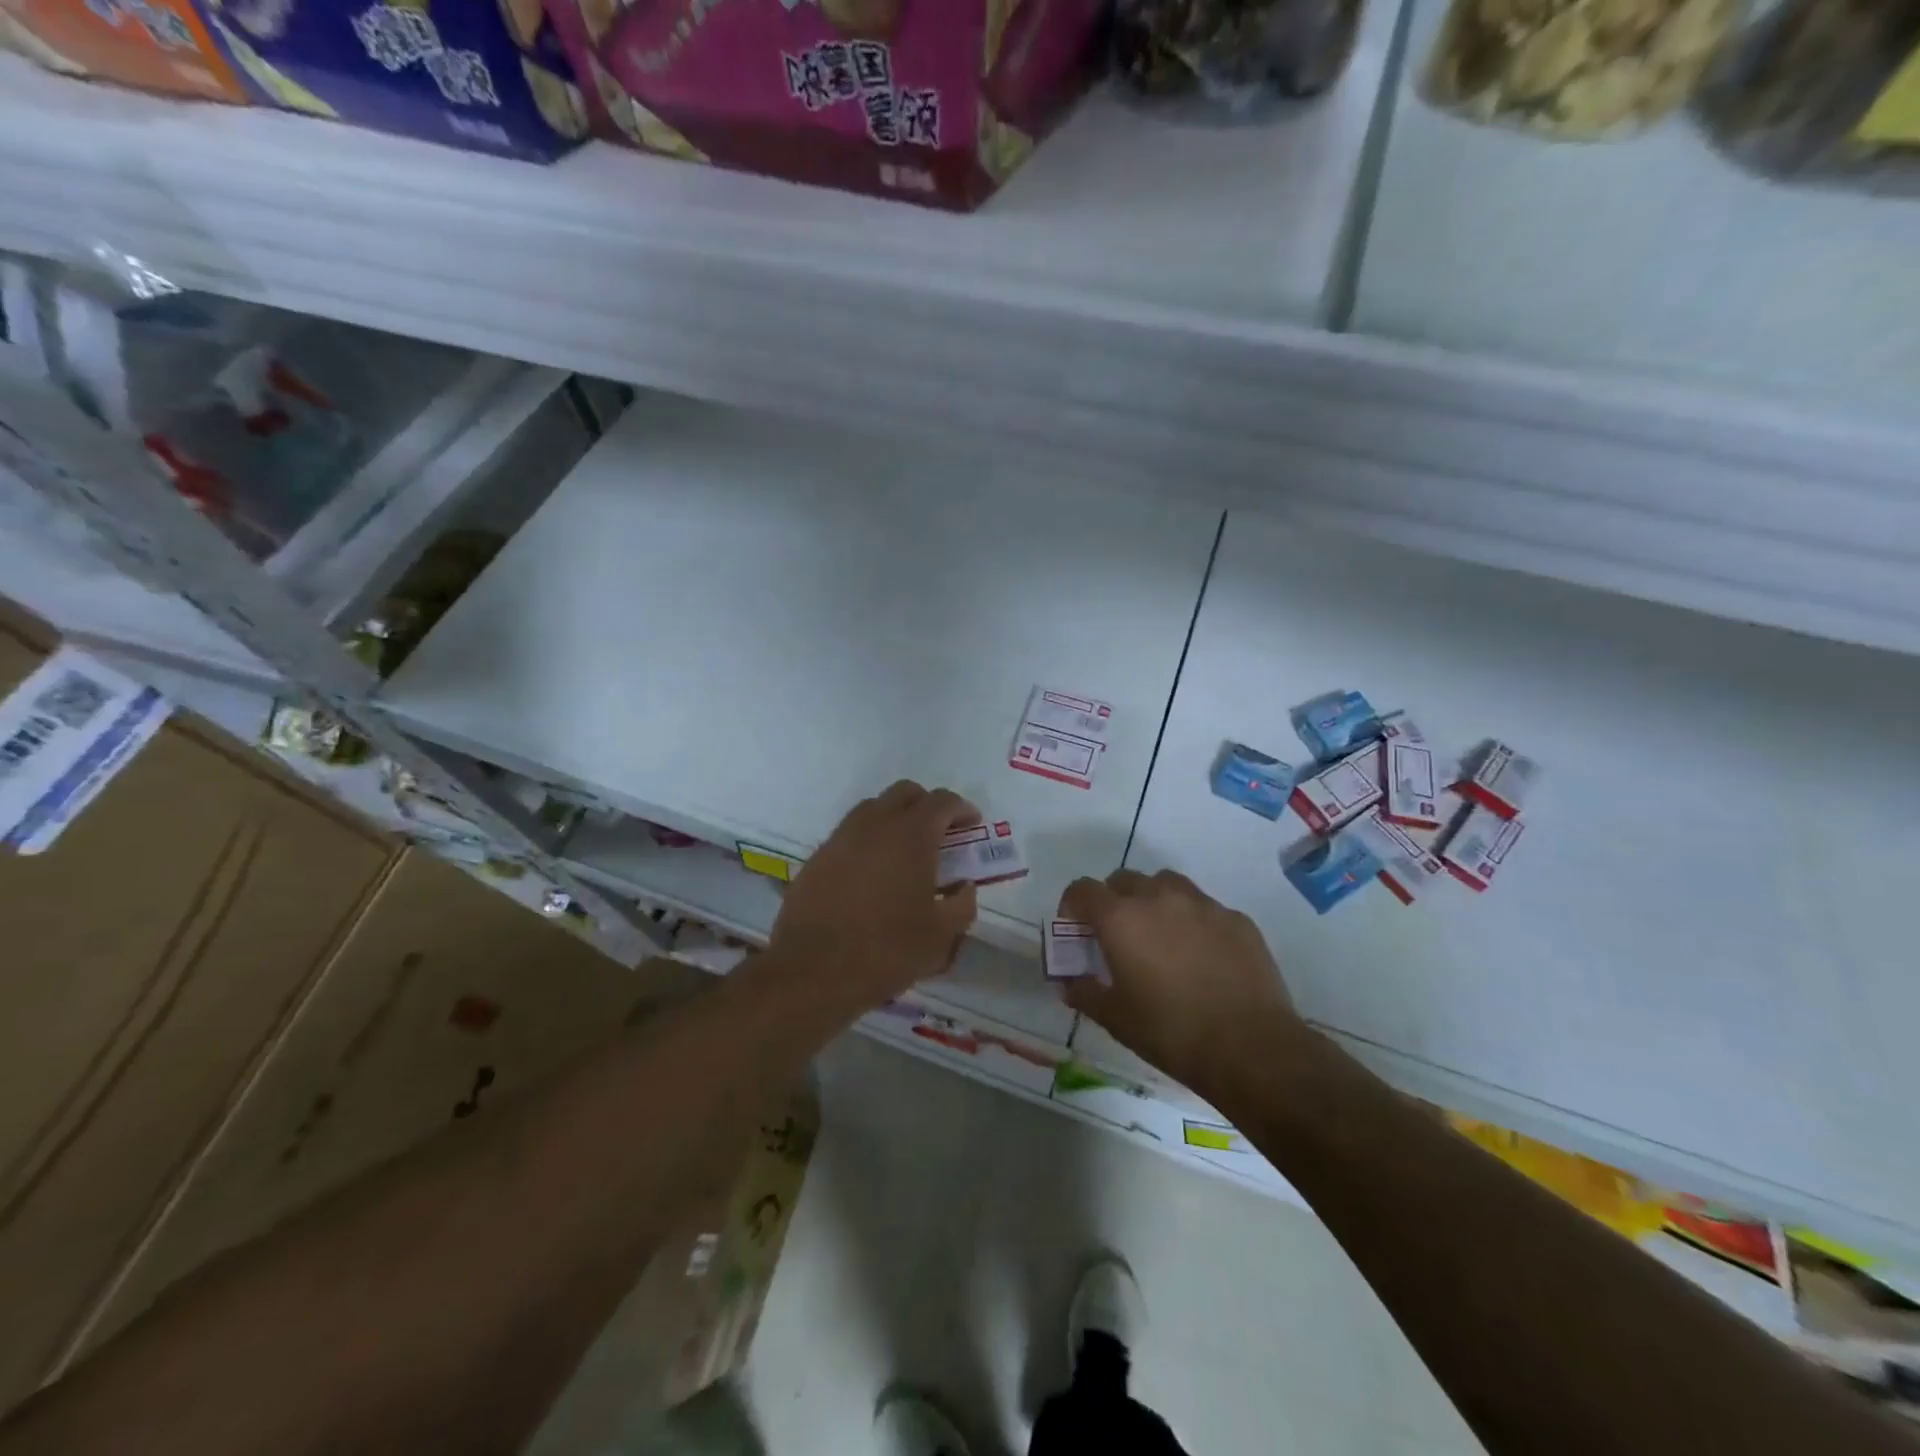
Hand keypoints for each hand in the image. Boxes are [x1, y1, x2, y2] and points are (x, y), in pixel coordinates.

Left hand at [769, 780, 980, 1007]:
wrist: (813, 971)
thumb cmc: (887, 950)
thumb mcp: (941, 936)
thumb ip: (962, 905)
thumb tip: (964, 887)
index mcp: (912, 835)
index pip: (942, 801)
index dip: (961, 808)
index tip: (971, 824)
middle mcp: (875, 824)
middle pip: (905, 792)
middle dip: (927, 805)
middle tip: (940, 832)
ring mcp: (841, 837)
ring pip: (873, 808)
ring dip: (895, 818)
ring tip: (905, 851)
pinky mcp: (817, 857)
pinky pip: (849, 833)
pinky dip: (868, 840)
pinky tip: (872, 872)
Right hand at [1061, 869, 1306, 1098]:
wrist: (1251, 1048)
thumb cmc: (1171, 1032)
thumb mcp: (1115, 1018)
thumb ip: (1084, 993)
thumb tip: (1068, 983)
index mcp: (1121, 918)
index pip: (1083, 889)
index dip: (1073, 905)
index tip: (1076, 930)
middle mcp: (1159, 897)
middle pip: (1124, 880)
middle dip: (1113, 901)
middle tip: (1118, 936)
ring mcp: (1202, 904)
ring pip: (1166, 885)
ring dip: (1153, 901)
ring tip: (1160, 937)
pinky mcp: (1236, 919)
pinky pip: (1204, 908)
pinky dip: (1192, 921)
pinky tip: (1202, 956)